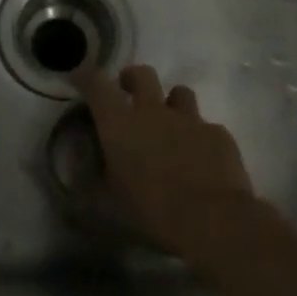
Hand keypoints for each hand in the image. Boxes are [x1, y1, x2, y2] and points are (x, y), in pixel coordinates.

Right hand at [74, 64, 257, 264]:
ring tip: (170, 126)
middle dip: (132, 79)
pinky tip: (202, 160)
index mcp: (119, 124)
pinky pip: (207, 127)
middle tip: (128, 95)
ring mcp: (190, 120)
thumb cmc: (152, 212)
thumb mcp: (107, 206)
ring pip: (179, 93)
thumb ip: (89, 185)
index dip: (87, 77)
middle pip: (142, 74)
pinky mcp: (219, 135)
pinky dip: (201, 137)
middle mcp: (153, 112)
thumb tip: (77, 177)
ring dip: (171, 104)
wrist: (214, 221)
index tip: (81, 79)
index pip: (97, 84)